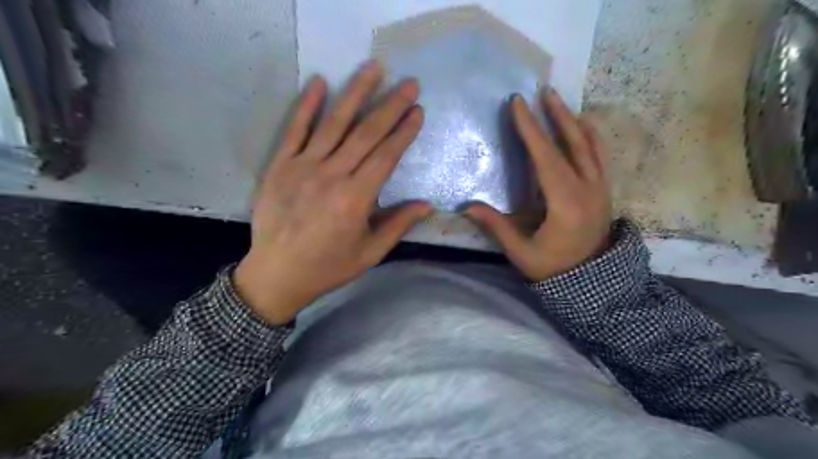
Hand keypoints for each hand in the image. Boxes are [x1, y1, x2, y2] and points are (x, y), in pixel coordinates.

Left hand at [235, 60, 429, 325]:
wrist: (277, 274)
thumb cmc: (328, 267)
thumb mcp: (370, 253)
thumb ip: (397, 225)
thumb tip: (427, 205)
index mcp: (356, 199)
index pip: (386, 156)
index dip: (404, 132)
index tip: (418, 111)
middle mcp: (332, 176)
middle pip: (366, 134)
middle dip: (390, 106)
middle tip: (409, 83)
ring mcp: (303, 167)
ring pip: (334, 124)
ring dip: (355, 93)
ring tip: (373, 69)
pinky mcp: (280, 165)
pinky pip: (294, 130)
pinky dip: (307, 106)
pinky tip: (320, 82)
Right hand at [462, 89, 609, 283]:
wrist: (593, 283)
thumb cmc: (554, 269)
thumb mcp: (522, 253)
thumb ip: (497, 227)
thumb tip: (466, 207)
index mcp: (566, 203)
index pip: (546, 157)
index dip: (530, 129)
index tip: (518, 104)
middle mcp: (588, 189)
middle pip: (573, 143)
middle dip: (555, 115)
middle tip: (542, 91)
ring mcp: (600, 188)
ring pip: (590, 145)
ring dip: (573, 121)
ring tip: (559, 102)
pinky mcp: (604, 191)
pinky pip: (599, 156)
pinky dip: (590, 136)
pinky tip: (581, 127)